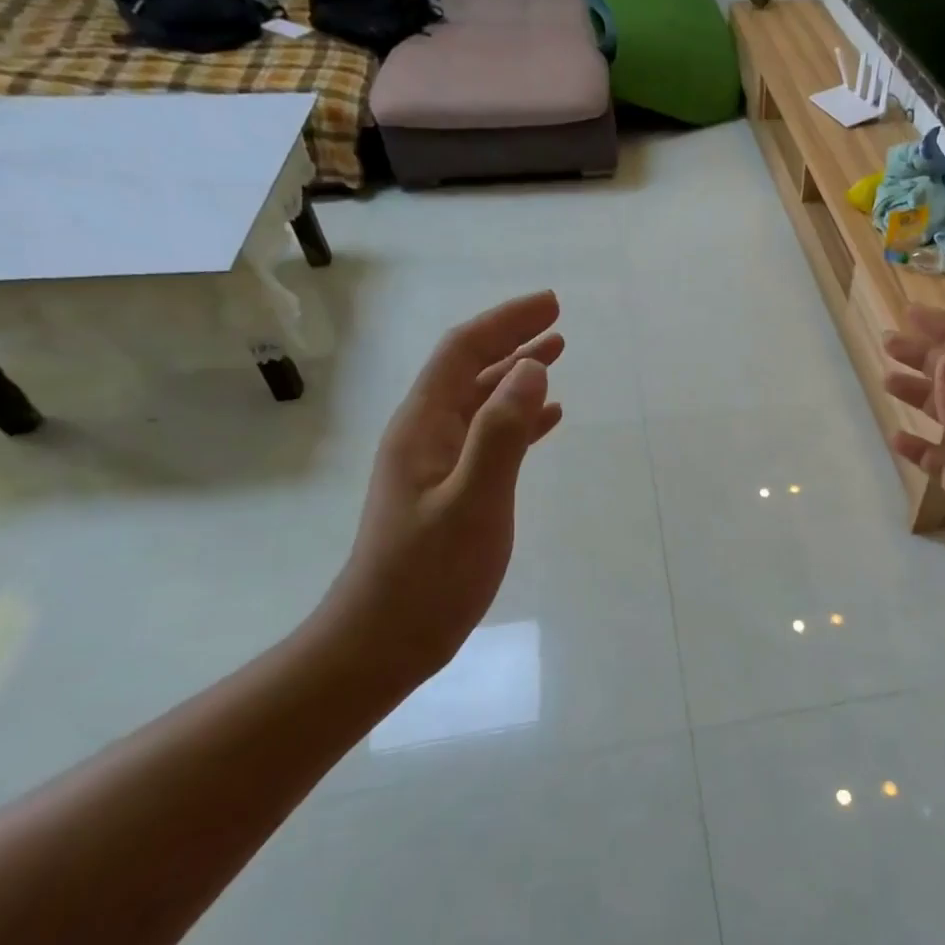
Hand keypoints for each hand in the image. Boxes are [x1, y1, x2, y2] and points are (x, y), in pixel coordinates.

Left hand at [327, 291, 564, 676]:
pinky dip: (520, 418)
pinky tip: (548, 419)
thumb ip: (502, 433)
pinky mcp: (451, 489)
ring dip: (517, 374)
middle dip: (513, 339)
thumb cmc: (429, 575)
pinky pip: (490, 436)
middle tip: (558, 321)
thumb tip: (532, 367)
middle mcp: (426, 434)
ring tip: (556, 355)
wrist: (385, 640)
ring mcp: (437, 463)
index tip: (552, 304)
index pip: (463, 352)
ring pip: (482, 401)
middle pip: (471, 369)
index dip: (506, 322)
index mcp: (423, 426)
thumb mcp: (473, 501)